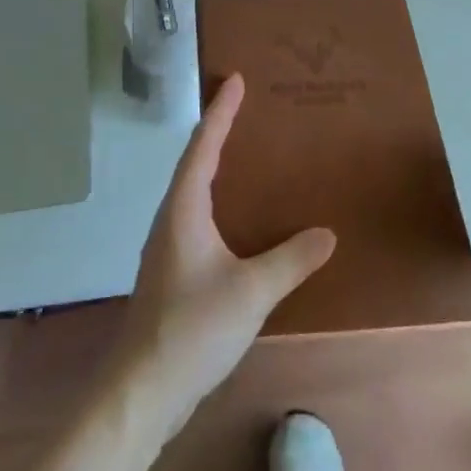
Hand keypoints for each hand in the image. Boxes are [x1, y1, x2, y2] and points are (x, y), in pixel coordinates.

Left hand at [112, 75, 336, 436]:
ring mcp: (168, 245)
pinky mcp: (172, 270)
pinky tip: (237, 217)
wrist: (141, 391)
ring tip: (245, 152)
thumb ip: (290, 260)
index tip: (235, 79)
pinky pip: (197, 216)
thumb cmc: (192, 328)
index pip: (204, 146)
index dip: (220, 111)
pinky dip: (216, 198)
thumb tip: (328, 233)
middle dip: (217, 131)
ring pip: (193, 190)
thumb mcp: (250, 292)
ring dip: (215, 164)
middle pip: (194, 161)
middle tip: (245, 107)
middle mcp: (171, 217)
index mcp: (184, 209)